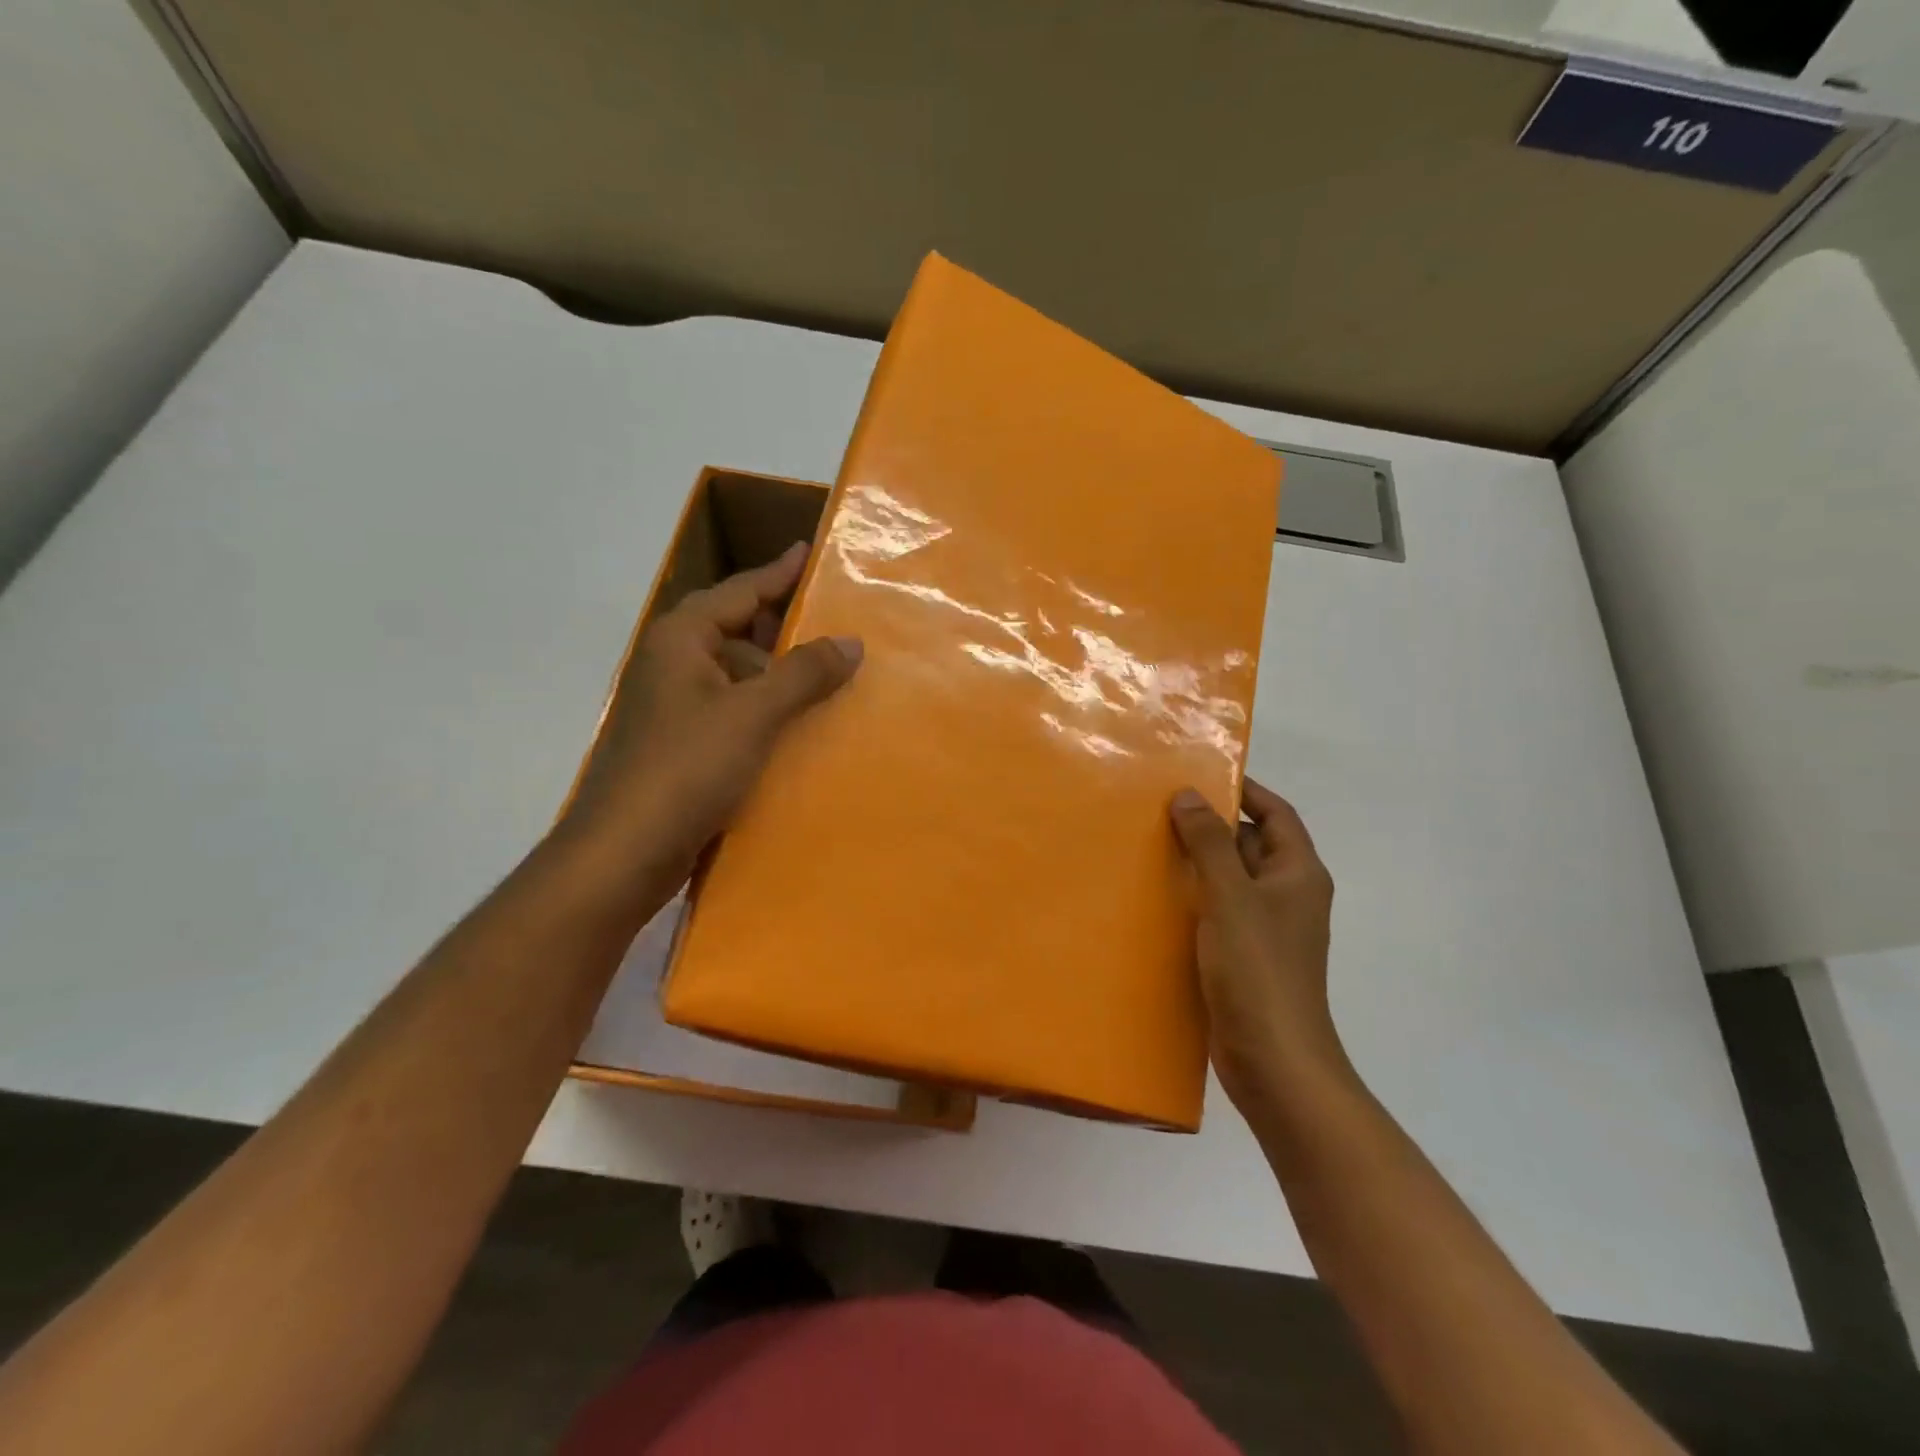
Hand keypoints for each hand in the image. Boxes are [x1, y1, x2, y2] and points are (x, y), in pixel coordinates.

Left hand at [556, 542, 860, 925]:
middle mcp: (672, 664)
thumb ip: (804, 673)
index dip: (778, 572)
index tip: (810, 551)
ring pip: (735, 675)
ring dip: (776, 675)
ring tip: (827, 679)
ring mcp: (673, 708)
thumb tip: (851, 641)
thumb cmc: (687, 767)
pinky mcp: (680, 746)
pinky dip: (763, 711)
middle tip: (831, 624)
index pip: (739, 590)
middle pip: (735, 630)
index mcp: (681, 640)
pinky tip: (796, 727)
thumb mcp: (753, 713)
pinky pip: (731, 712)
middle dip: (781, 628)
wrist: (625, 851)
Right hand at [1169, 778, 1343, 1117]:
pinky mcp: (1244, 956)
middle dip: (1211, 825)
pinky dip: (1193, 898)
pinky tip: (1156, 896)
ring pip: (1230, 879)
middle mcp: (1288, 895)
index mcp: (1298, 874)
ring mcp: (1266, 928)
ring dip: (1197, 862)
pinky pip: (1218, 911)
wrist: (1274, 1060)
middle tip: (1160, 809)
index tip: (1199, 776)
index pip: (1276, 814)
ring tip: (1149, 844)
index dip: (1244, 791)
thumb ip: (1209, 843)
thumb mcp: (1230, 897)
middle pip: (1250, 844)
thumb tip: (1189, 795)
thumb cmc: (1258, 970)